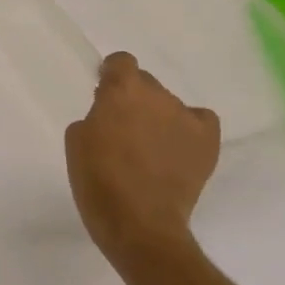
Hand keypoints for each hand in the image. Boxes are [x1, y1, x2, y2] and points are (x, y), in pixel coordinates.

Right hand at [64, 52, 220, 278]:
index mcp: (122, 90)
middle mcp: (158, 96)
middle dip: (134, 99)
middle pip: (146, 83)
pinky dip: (189, 127)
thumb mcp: (78, 139)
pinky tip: (178, 145)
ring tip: (151, 147)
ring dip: (158, 116)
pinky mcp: (207, 142)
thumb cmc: (97, 180)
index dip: (112, 74)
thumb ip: (96, 115)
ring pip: (169, 104)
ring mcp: (186, 117)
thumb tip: (112, 114)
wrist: (138, 223)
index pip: (121, 61)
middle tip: (124, 127)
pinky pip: (200, 120)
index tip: (104, 93)